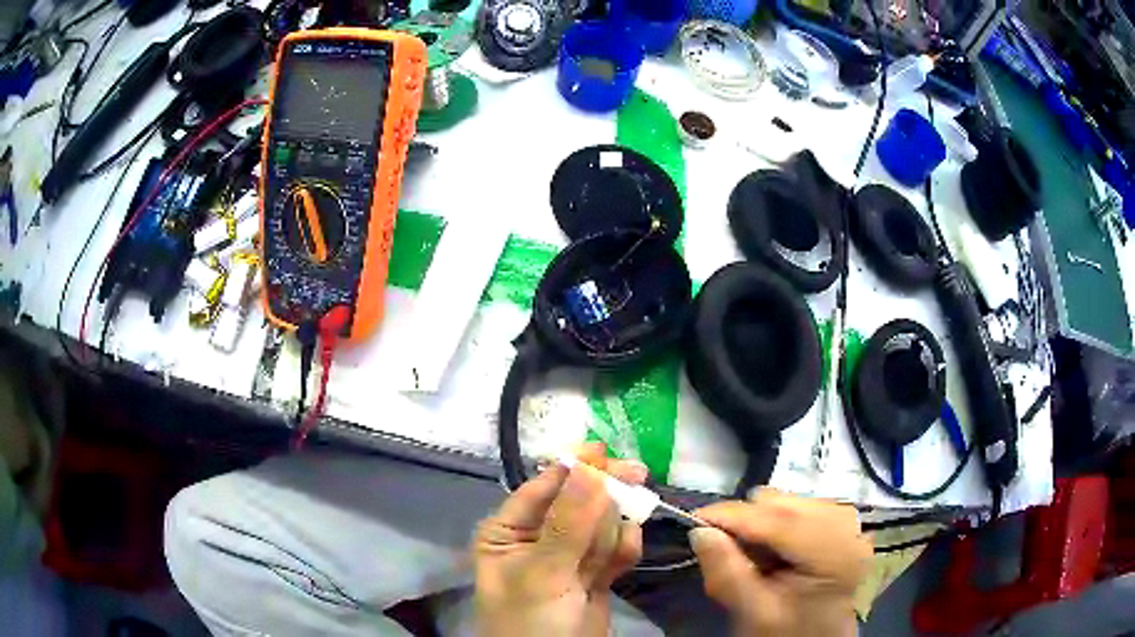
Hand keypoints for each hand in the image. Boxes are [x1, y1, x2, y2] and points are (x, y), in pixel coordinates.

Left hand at [474, 443, 646, 636]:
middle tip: (638, 475)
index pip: (543, 488)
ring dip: (611, 530)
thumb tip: (590, 468)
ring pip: (600, 524)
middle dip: (603, 495)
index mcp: (508, 531)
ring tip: (605, 557)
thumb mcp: (543, 572)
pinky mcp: (594, 575)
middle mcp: (536, 538)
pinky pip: (614, 549)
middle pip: (578, 502)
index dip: (574, 468)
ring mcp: (568, 557)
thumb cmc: (529, 619)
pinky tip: (626, 555)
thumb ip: (568, 523)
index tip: (606, 451)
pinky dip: (623, 549)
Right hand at [690, 488, 871, 636]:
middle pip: (784, 504)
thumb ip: (727, 573)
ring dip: (762, 523)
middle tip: (728, 553)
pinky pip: (800, 507)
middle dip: (748, 523)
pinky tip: (776, 552)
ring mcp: (846, 521)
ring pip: (789, 501)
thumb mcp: (754, 614)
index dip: (731, 514)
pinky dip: (778, 525)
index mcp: (833, 552)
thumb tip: (700, 530)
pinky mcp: (841, 521)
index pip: (777, 520)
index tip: (694, 520)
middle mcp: (846, 526)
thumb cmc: (788, 633)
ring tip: (756, 558)